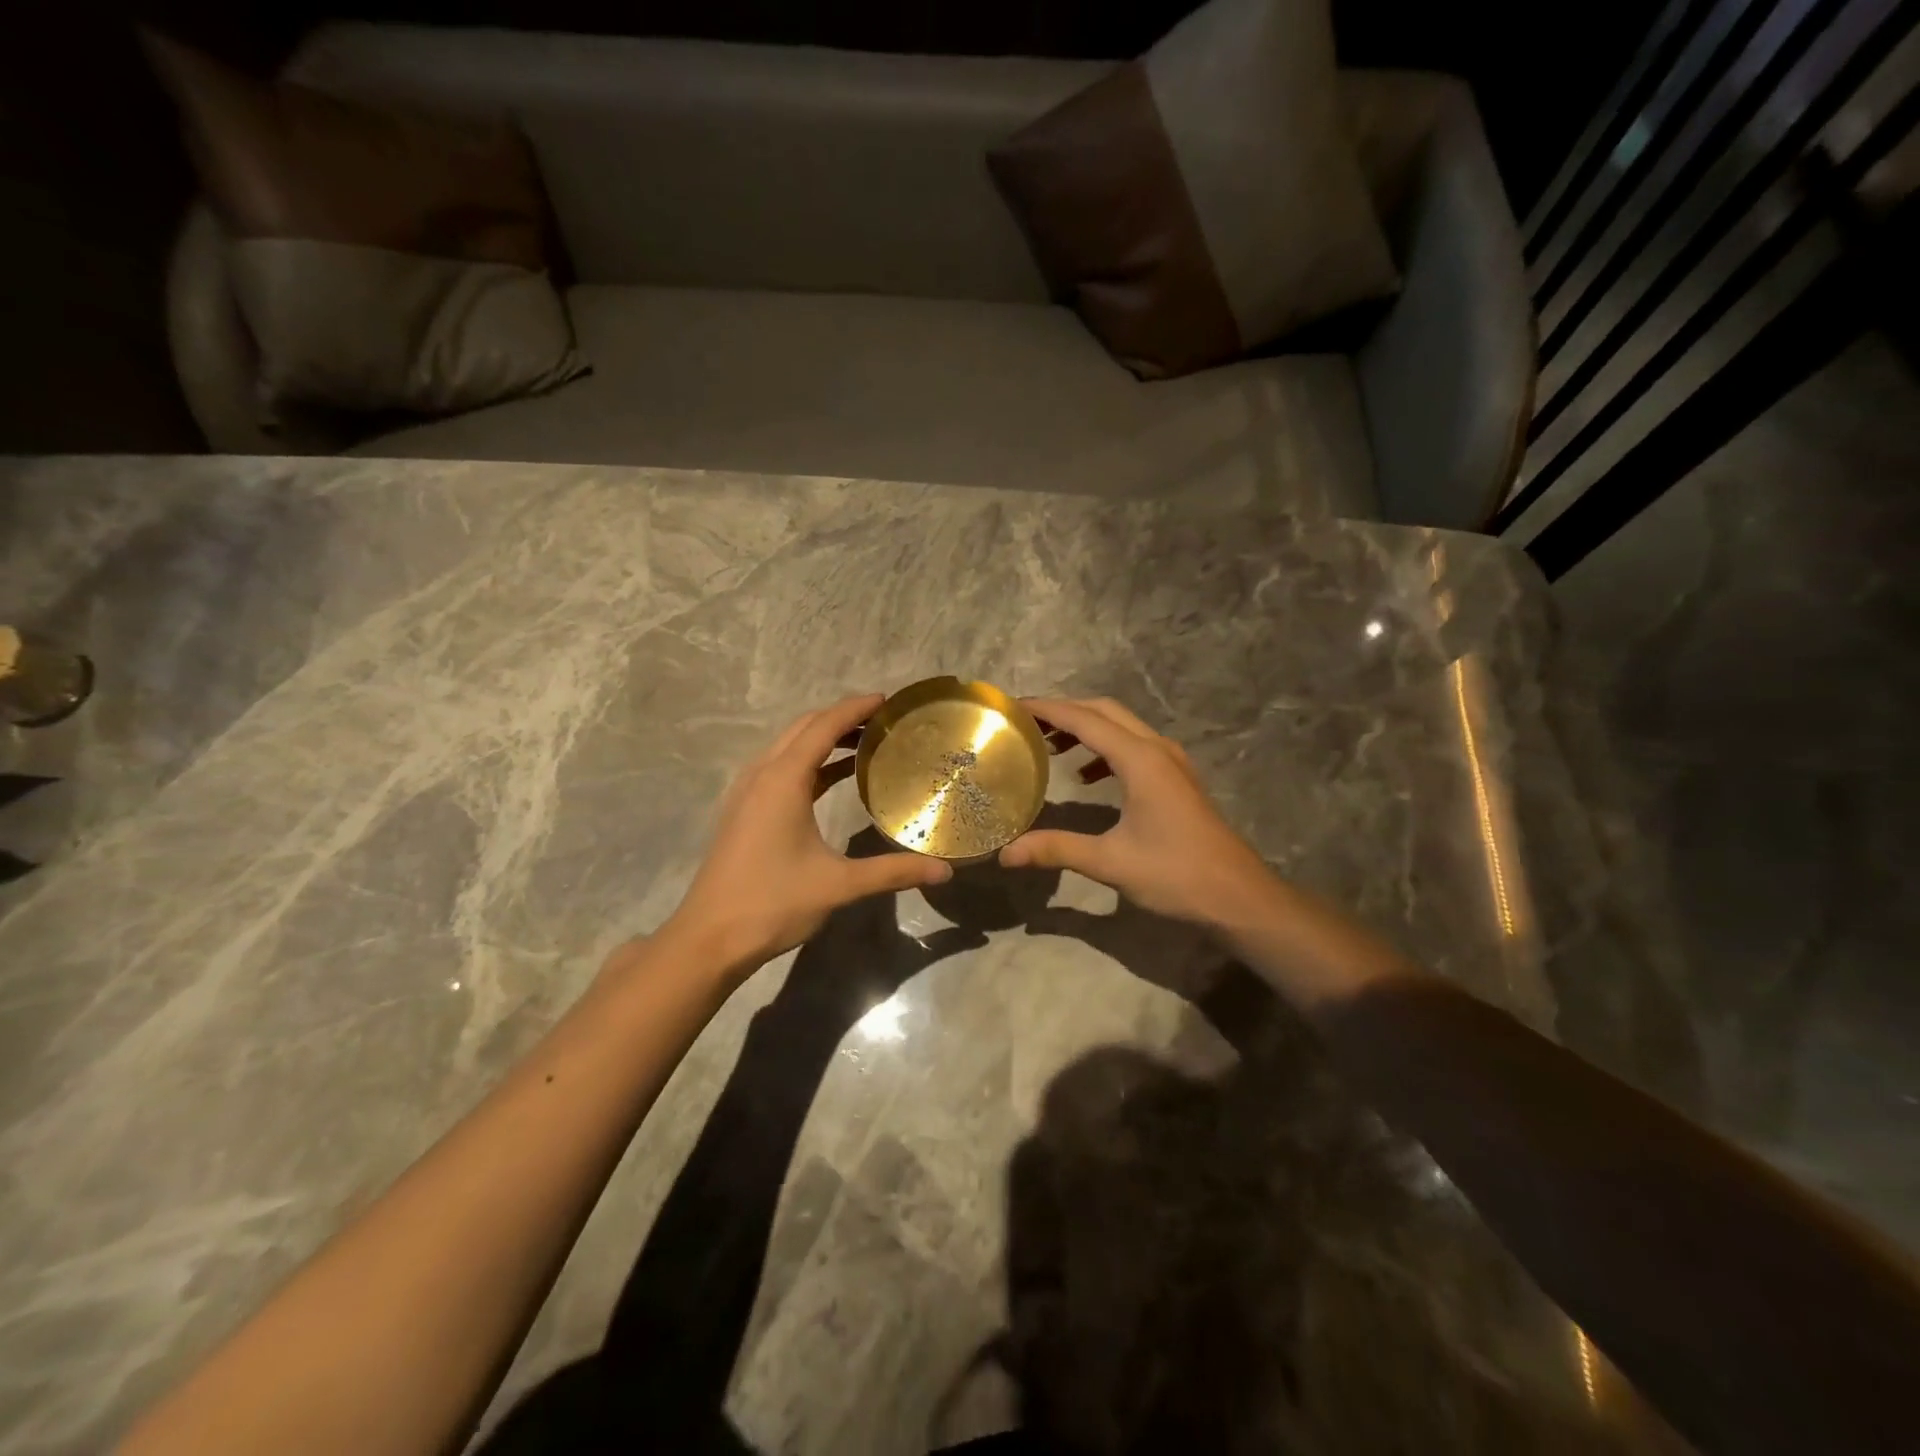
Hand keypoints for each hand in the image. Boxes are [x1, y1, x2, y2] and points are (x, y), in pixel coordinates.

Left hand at [662, 693, 952, 974]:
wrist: (710, 937)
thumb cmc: (773, 902)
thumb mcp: (838, 885)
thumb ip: (893, 872)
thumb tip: (944, 871)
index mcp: (783, 780)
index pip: (823, 727)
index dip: (855, 709)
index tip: (887, 700)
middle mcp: (762, 775)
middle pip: (804, 728)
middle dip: (841, 717)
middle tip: (883, 721)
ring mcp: (748, 792)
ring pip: (788, 746)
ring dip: (823, 737)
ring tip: (864, 742)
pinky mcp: (744, 810)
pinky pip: (780, 767)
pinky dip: (809, 761)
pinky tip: (833, 777)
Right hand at [1001, 697, 1273, 928]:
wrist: (1239, 897)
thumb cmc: (1176, 875)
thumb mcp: (1110, 862)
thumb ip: (1057, 850)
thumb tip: (1006, 854)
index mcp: (1140, 760)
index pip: (1085, 719)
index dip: (1047, 709)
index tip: (1013, 706)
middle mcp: (1157, 749)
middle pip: (1105, 711)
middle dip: (1065, 711)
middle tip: (1026, 723)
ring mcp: (1172, 762)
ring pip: (1122, 726)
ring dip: (1086, 728)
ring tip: (1049, 745)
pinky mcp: (1177, 779)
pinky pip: (1134, 746)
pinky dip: (1105, 749)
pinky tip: (1086, 777)